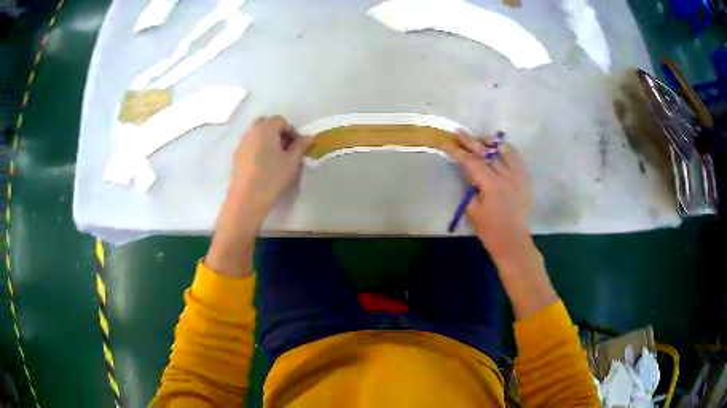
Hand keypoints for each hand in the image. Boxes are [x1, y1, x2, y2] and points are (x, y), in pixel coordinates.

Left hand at [229, 115, 311, 218]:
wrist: (246, 200)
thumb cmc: (271, 178)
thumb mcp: (291, 162)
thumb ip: (301, 146)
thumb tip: (310, 137)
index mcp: (265, 128)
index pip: (281, 121)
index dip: (292, 131)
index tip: (298, 146)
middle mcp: (251, 131)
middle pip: (267, 124)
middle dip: (279, 133)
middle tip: (287, 149)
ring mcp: (241, 143)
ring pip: (258, 134)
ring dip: (268, 140)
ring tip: (277, 158)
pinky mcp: (236, 155)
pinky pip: (251, 144)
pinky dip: (259, 148)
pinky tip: (264, 165)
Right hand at [444, 133, 532, 260]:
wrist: (512, 239)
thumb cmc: (489, 229)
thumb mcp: (472, 210)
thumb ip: (470, 186)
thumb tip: (466, 169)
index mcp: (492, 186)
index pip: (472, 162)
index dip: (458, 152)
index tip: (446, 144)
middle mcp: (507, 176)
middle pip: (487, 152)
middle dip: (470, 141)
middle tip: (458, 132)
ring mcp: (519, 176)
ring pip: (504, 150)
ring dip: (490, 141)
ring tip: (479, 137)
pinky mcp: (525, 178)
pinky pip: (516, 157)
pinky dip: (506, 149)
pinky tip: (498, 147)